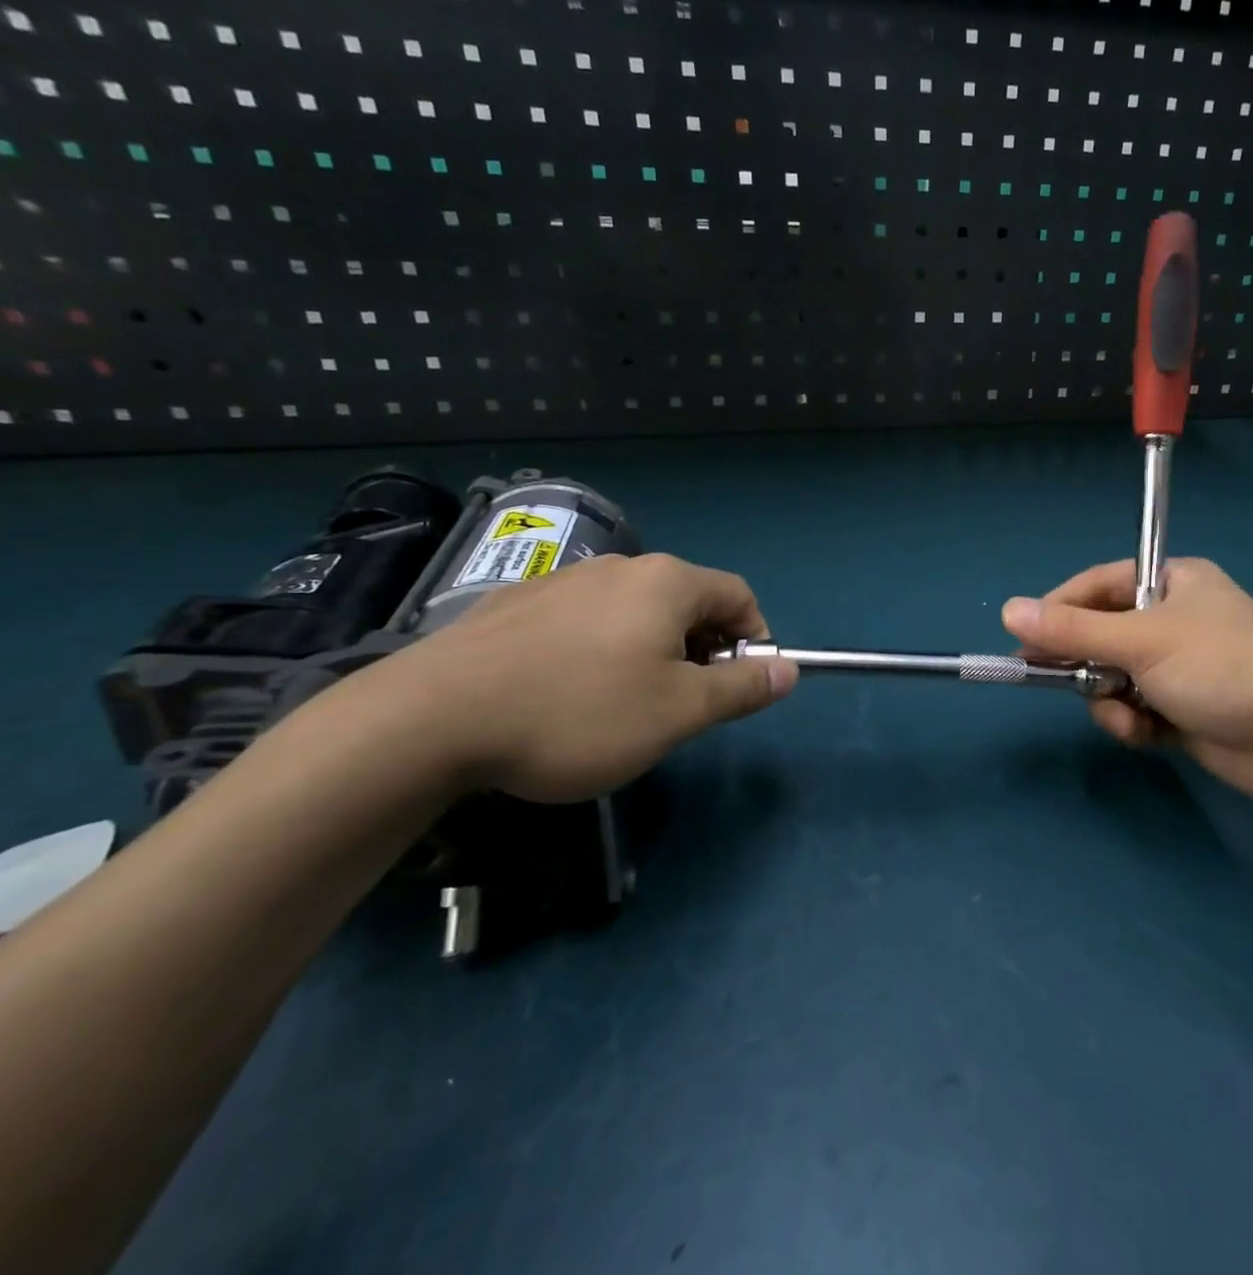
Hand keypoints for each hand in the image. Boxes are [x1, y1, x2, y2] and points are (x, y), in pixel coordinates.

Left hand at [349, 553, 796, 802]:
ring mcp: (563, 581)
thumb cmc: (579, 712)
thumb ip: (741, 688)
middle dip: (702, 649)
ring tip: (624, 705)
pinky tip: (567, 694)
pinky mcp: (517, 604)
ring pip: (634, 612)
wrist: (430, 718)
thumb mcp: (678, 712)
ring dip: (652, 651)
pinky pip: (585, 620)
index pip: (739, 596)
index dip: (753, 640)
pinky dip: (601, 650)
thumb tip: (789, 669)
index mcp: (667, 582)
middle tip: (683, 705)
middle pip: (687, 601)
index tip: (737, 687)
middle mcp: (620, 568)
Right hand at [1002, 559, 1252, 802]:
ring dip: (1110, 699)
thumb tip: (1008, 609)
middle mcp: (1175, 618)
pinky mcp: (1182, 707)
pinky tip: (1145, 734)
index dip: (1060, 607)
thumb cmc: (1220, 669)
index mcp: (1174, 582)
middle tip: (1056, 680)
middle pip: (1102, 633)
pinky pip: (1133, 706)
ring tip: (1127, 717)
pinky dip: (1132, 721)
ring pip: (1113, 675)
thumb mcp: (1142, 642)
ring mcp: (1179, 665)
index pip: (1100, 584)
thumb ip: (1074, 630)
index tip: (1025, 636)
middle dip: (1087, 663)